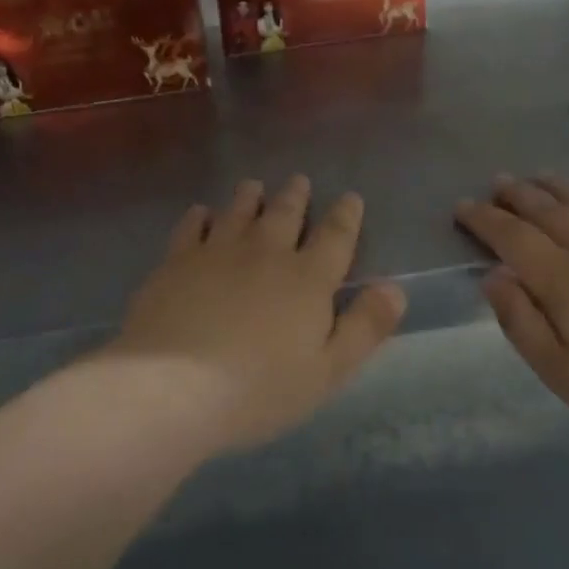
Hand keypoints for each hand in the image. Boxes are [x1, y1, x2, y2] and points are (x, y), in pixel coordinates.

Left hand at [110, 177, 406, 452]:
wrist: (172, 388)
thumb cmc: (260, 387)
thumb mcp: (329, 370)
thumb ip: (365, 327)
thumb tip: (395, 288)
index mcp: (308, 278)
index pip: (336, 235)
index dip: (346, 215)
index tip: (350, 198)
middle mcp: (266, 252)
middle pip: (286, 213)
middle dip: (296, 195)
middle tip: (299, 181)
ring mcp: (218, 252)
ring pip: (239, 211)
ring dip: (250, 196)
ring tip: (255, 186)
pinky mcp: (176, 262)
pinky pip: (191, 227)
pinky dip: (200, 216)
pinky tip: (202, 213)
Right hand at [455, 176, 568, 453]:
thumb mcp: (560, 371)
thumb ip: (521, 321)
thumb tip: (493, 275)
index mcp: (563, 279)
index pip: (513, 237)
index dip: (485, 219)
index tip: (463, 206)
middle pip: (548, 210)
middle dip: (517, 194)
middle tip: (498, 182)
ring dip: (557, 187)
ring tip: (539, 177)